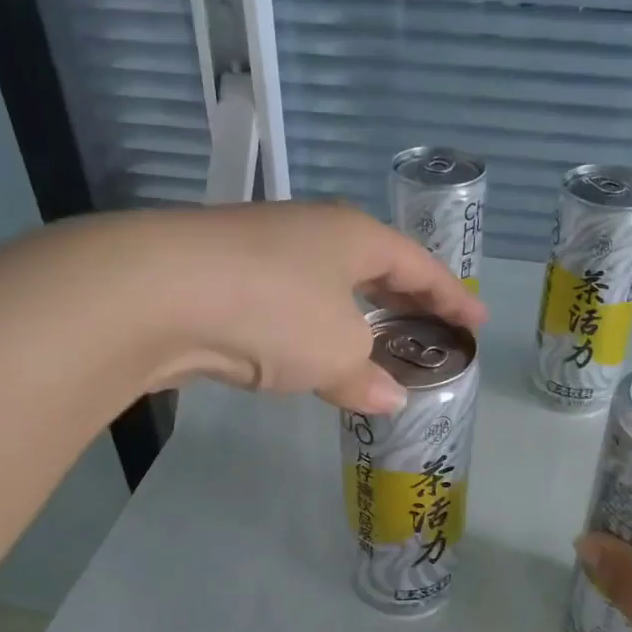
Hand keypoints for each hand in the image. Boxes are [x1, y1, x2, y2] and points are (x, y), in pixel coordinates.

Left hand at [111, 202, 486, 413]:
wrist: (156, 292)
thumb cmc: (274, 310)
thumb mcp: (336, 351)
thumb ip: (367, 376)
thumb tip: (387, 399)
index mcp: (353, 236)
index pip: (418, 265)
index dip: (451, 297)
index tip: (476, 322)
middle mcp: (311, 233)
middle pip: (374, 266)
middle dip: (404, 301)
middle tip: (430, 328)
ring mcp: (263, 249)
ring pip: (326, 285)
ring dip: (354, 316)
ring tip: (374, 345)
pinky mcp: (223, 276)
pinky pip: (289, 303)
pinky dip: (311, 329)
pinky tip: (310, 354)